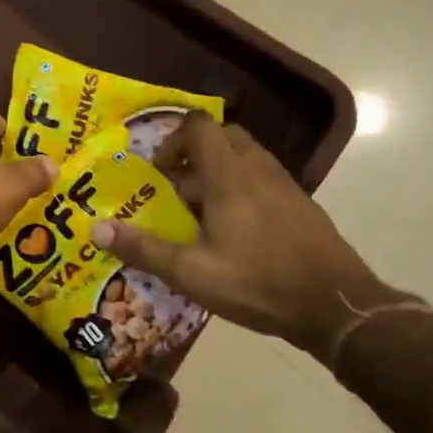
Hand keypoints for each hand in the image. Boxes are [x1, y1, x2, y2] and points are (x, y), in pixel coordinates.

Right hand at [89, 113, 398, 354]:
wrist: (338, 306)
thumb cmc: (258, 282)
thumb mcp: (191, 272)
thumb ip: (143, 249)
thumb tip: (95, 229)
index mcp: (229, 176)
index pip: (199, 126)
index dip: (173, 139)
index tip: (159, 172)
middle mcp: (258, 169)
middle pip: (224, 136)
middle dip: (194, 153)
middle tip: (176, 188)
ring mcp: (285, 185)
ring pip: (246, 157)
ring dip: (219, 171)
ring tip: (201, 212)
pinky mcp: (302, 205)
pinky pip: (264, 179)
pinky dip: (243, 189)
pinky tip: (235, 231)